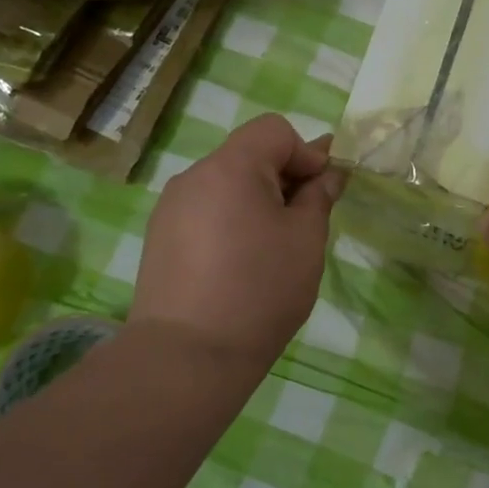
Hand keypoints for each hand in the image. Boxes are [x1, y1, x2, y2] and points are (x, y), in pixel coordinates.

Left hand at [131, 114, 341, 377]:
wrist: (188, 357)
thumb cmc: (260, 290)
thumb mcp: (306, 240)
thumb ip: (318, 197)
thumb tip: (329, 174)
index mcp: (230, 167)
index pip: (275, 130)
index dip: (306, 153)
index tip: (321, 194)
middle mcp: (194, 177)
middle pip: (248, 155)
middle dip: (283, 178)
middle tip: (302, 224)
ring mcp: (171, 208)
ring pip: (227, 185)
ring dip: (256, 201)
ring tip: (270, 250)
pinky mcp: (159, 238)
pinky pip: (206, 212)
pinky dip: (230, 222)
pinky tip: (237, 265)